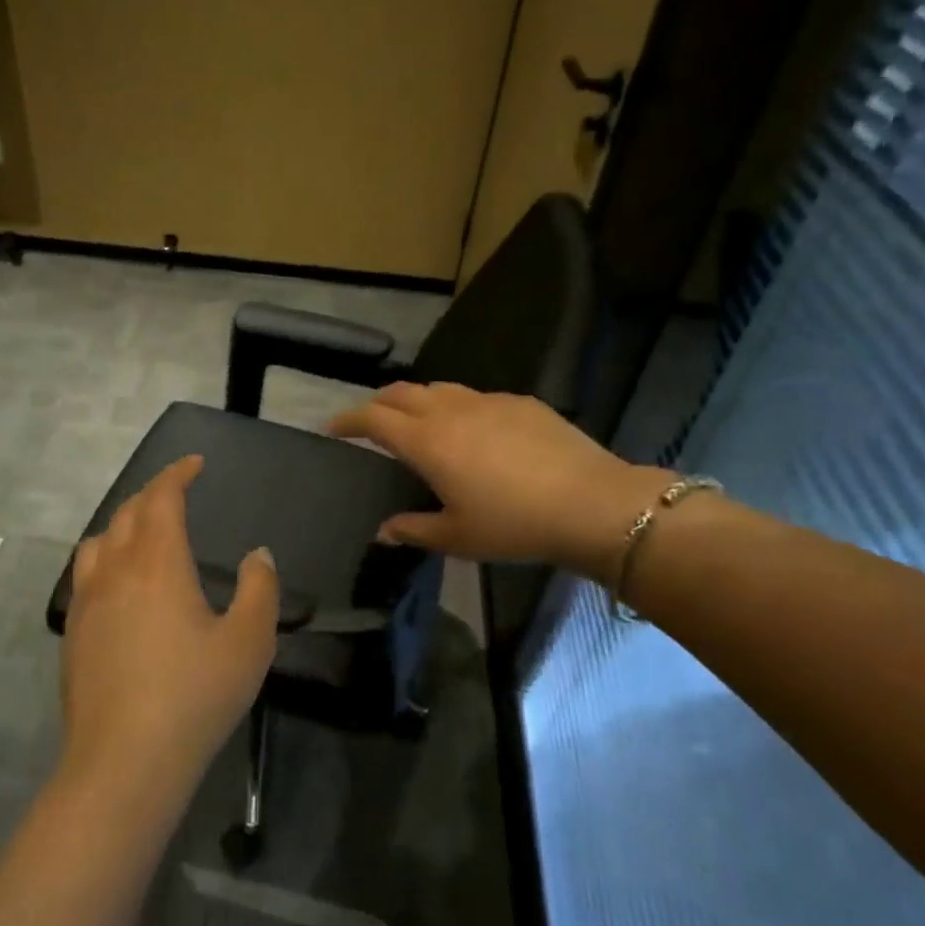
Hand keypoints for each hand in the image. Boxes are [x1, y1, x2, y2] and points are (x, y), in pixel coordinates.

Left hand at [60, 455, 278, 808]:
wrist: (123, 762)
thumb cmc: (194, 696)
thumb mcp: (248, 643)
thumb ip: (258, 590)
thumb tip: (257, 555)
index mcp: (157, 563)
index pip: (161, 498)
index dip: (177, 474)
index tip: (195, 464)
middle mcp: (115, 571)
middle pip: (127, 513)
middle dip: (152, 494)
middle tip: (177, 494)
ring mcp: (86, 603)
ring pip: (99, 541)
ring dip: (124, 524)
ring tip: (145, 535)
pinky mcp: (72, 634)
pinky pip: (86, 575)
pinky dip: (106, 559)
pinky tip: (121, 587)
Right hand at [327, 382, 673, 576]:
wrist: (591, 503)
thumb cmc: (514, 525)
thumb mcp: (457, 537)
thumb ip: (414, 530)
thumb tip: (384, 531)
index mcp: (427, 442)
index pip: (374, 418)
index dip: (348, 420)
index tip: (333, 427)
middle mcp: (451, 411)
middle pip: (401, 392)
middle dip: (378, 403)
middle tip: (370, 421)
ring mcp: (488, 401)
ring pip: (439, 388)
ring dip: (417, 400)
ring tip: (417, 420)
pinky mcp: (520, 402)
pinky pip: (475, 397)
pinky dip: (457, 406)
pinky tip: (473, 430)